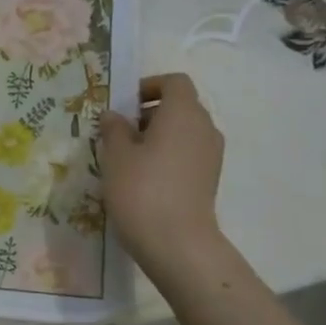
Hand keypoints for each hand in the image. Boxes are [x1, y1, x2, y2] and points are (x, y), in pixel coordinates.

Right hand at [99, 73, 226, 287]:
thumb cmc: (141, 189)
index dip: (149, 86)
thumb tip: (115, 116)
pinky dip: (169, 155)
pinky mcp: (209, 178)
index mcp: (183, 112)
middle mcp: (204, 127)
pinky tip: (145, 177)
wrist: (176, 242)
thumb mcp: (116, 155)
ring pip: (184, 131)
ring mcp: (211, 155)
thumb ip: (114, 129)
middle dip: (150, 112)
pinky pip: (188, 153)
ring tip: (129, 158)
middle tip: (120, 133)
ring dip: (158, 136)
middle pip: (180, 106)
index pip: (174, 82)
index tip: (124, 104)